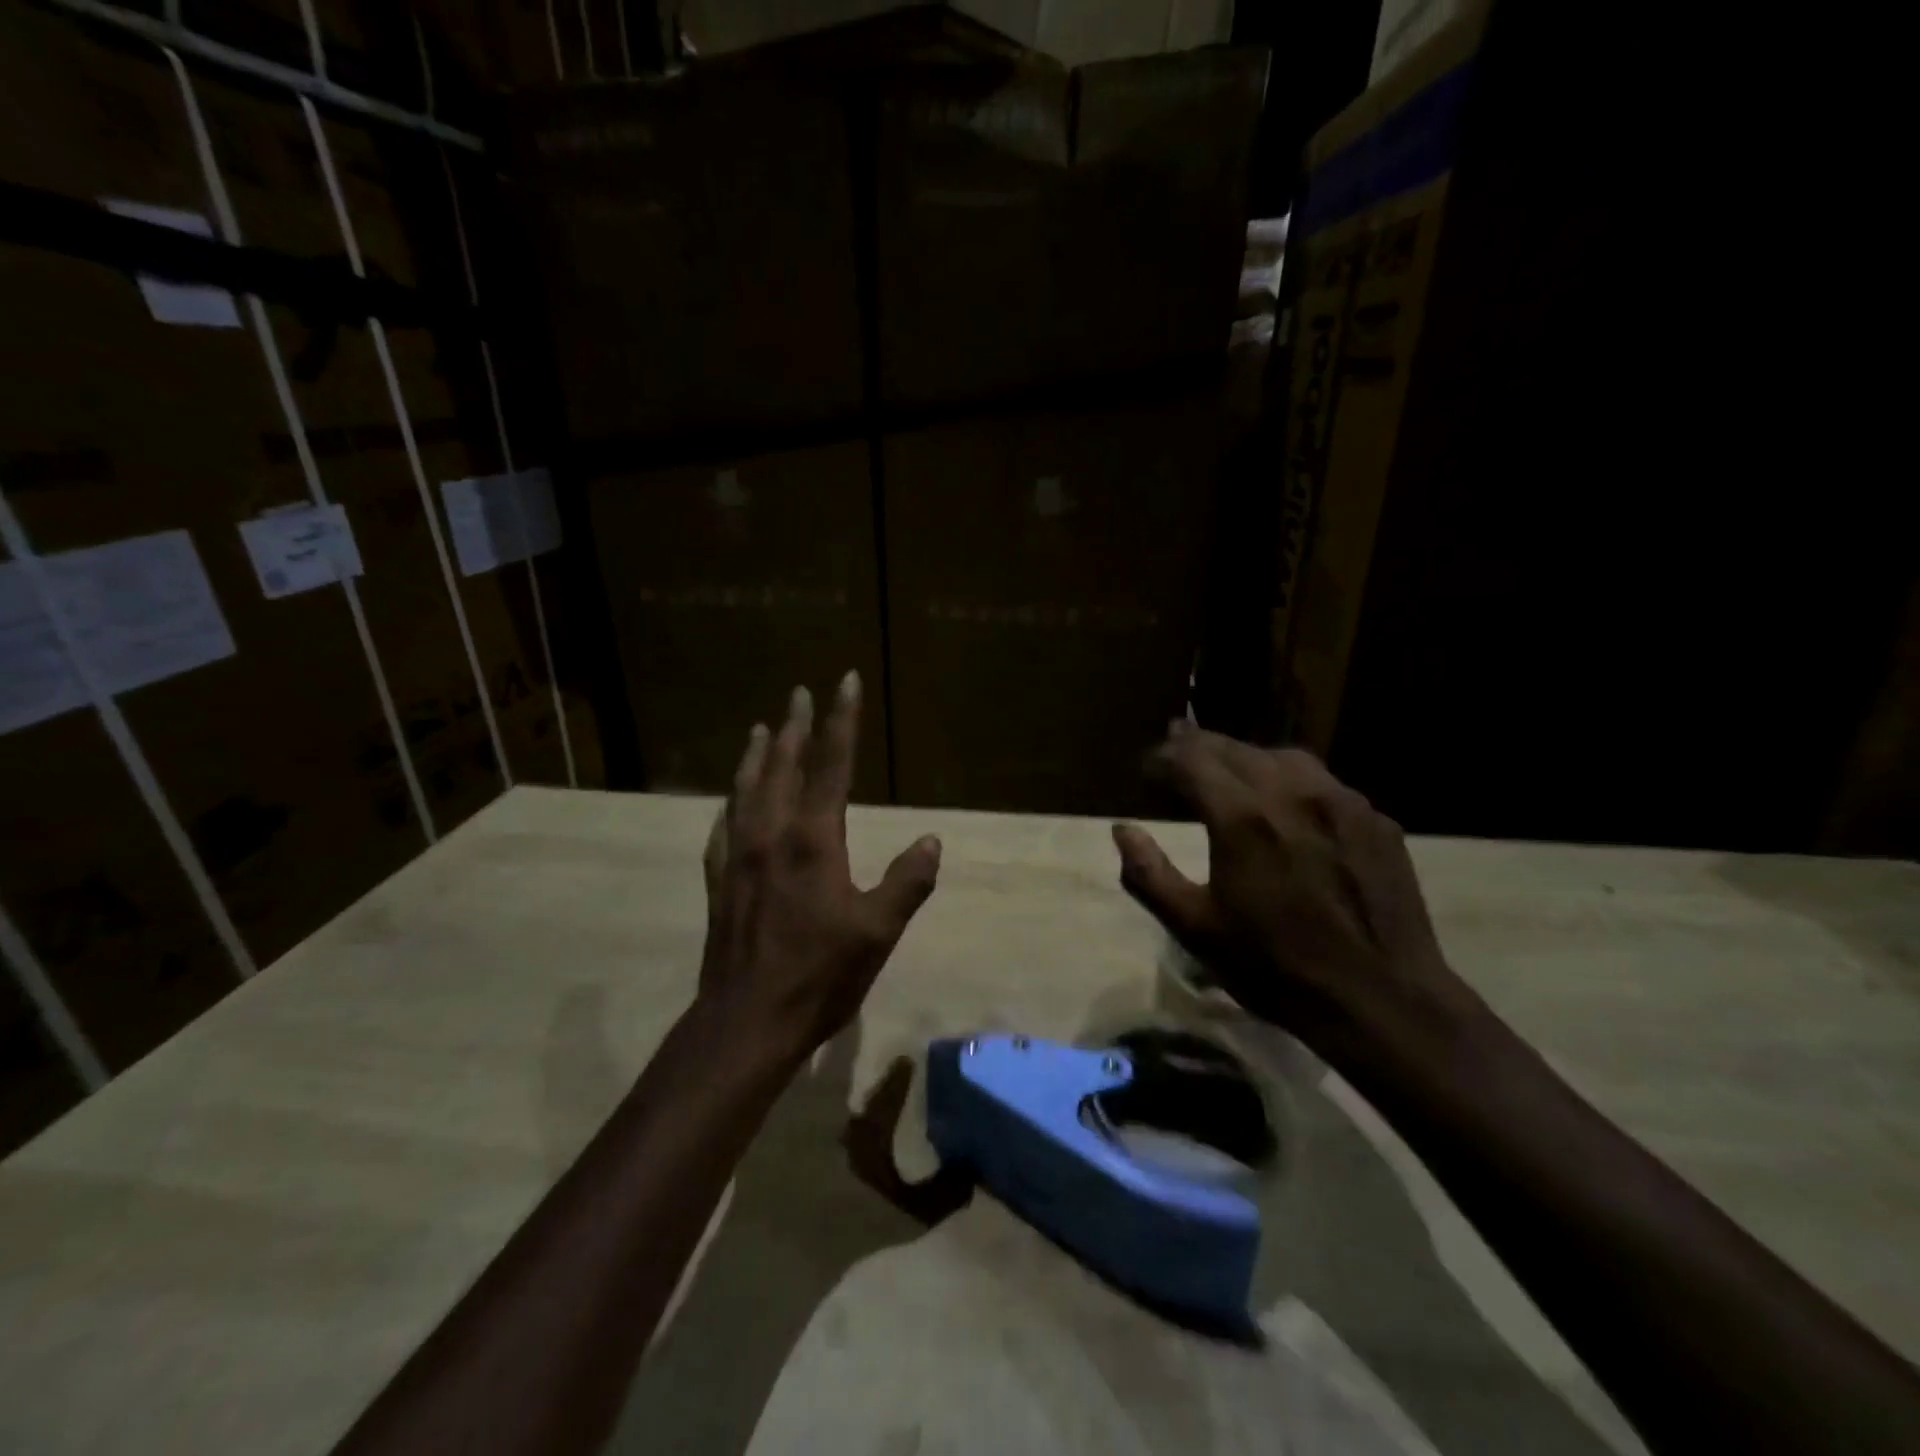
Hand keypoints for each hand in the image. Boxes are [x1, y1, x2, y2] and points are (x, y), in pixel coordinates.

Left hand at [699, 672, 941, 1067]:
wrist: (746, 1022)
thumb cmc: (819, 975)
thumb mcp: (878, 931)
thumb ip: (907, 882)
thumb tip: (932, 840)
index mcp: (813, 839)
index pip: (831, 764)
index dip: (841, 720)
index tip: (844, 681)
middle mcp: (771, 835)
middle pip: (781, 765)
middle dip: (793, 725)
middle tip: (797, 693)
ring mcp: (739, 856)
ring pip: (746, 789)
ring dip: (755, 755)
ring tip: (759, 728)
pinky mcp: (719, 882)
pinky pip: (723, 828)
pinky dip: (730, 803)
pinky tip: (729, 801)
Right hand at [1112, 723, 1470, 1058]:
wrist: (1381, 1000)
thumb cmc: (1275, 968)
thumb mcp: (1195, 930)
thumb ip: (1148, 875)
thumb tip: (1123, 830)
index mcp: (1242, 818)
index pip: (1190, 759)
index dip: (1160, 759)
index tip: (1145, 772)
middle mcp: (1292, 793)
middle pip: (1233, 748)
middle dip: (1196, 748)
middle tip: (1173, 760)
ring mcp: (1341, 801)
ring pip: (1281, 755)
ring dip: (1244, 758)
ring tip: (1226, 774)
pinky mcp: (1375, 819)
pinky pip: (1322, 781)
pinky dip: (1289, 780)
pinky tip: (1286, 806)